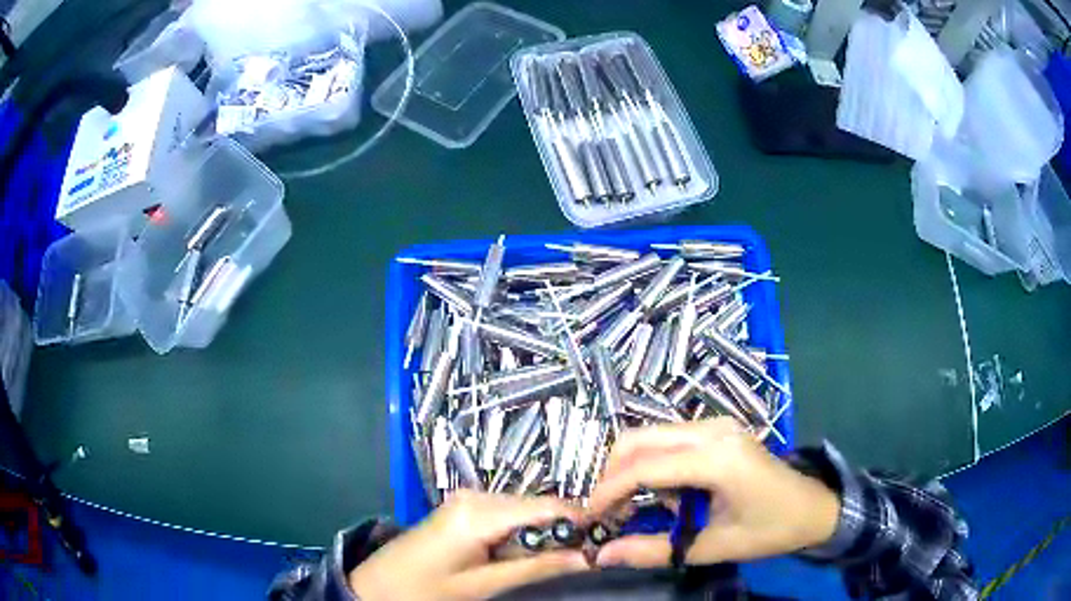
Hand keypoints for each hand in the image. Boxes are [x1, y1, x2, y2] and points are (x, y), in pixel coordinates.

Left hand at [349, 491, 589, 599]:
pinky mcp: (463, 508)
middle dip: (563, 530)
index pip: (547, 507)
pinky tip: (521, 554)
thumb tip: (588, 557)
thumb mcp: (484, 585)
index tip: (607, 538)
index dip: (581, 521)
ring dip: (543, 534)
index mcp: (480, 511)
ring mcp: (468, 499)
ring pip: (524, 511)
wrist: (377, 587)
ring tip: (557, 560)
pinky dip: (522, 533)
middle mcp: (476, 495)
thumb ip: (536, 568)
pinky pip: (506, 516)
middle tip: (586, 556)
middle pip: (537, 506)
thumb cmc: (426, 590)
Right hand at [588, 418, 839, 567]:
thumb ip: (653, 552)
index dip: (608, 491)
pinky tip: (659, 494)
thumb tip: (601, 556)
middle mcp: (713, 430)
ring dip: (629, 469)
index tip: (587, 517)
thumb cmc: (770, 530)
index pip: (645, 466)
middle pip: (639, 439)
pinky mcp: (717, 429)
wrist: (813, 508)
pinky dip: (650, 464)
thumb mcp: (713, 548)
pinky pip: (668, 439)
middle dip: (611, 475)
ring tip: (629, 508)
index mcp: (717, 459)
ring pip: (650, 435)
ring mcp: (716, 425)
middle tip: (605, 512)